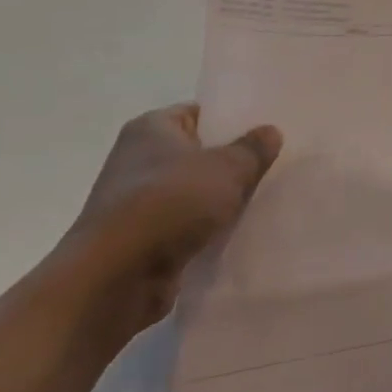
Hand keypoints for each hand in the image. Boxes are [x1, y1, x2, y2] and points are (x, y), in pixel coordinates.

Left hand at [60, 104, 281, 332]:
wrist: (114, 279)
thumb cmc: (169, 204)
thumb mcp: (226, 168)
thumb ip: (253, 149)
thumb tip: (271, 132)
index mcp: (152, 128)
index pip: (201, 113)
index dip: (234, 119)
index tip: (268, 129)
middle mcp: (140, 160)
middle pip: (199, 153)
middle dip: (233, 161)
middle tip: (276, 162)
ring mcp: (138, 202)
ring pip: (195, 192)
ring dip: (223, 199)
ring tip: (267, 197)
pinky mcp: (144, 240)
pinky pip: (187, 225)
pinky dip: (209, 229)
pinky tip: (242, 231)